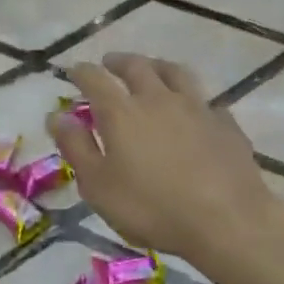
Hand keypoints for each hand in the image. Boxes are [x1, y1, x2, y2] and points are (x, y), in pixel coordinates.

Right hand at [47, 54, 283, 262]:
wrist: (227, 221)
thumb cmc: (151, 207)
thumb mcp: (98, 186)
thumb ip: (76, 147)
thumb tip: (56, 116)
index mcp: (121, 113)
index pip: (95, 80)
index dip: (81, 73)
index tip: (73, 71)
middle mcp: (158, 99)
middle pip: (137, 67)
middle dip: (119, 62)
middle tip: (109, 63)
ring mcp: (197, 108)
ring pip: (175, 73)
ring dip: (157, 66)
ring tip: (151, 68)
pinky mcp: (226, 124)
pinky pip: (205, 100)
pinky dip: (191, 98)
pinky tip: (193, 108)